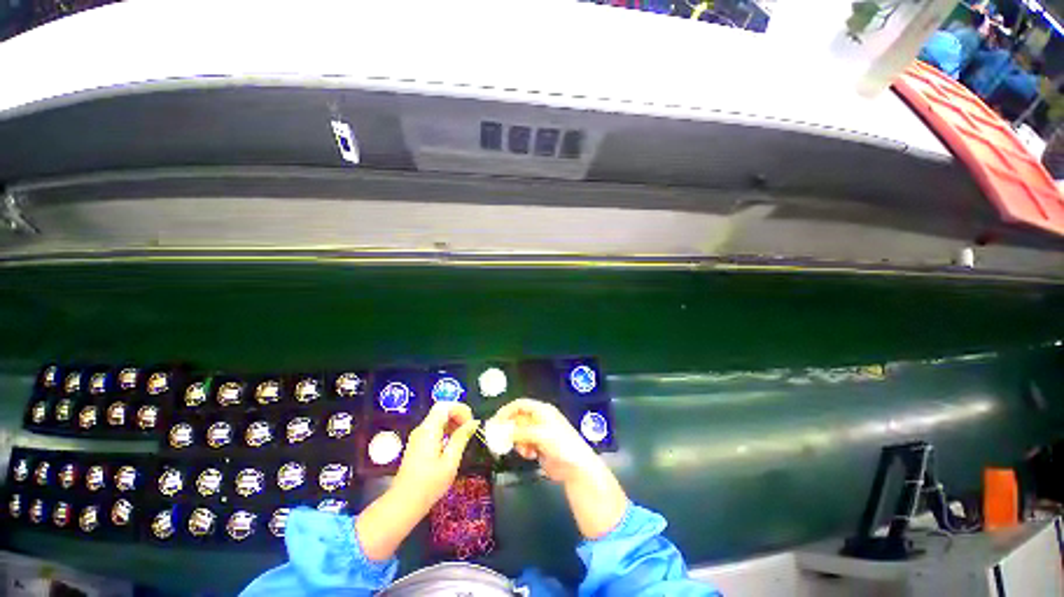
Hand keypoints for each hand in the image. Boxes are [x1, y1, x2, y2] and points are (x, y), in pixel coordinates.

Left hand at [356, 402, 477, 561]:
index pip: (445, 405)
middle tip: (470, 430)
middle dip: (458, 415)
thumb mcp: (450, 461)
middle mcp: (422, 429)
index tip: (471, 422)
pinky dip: (446, 431)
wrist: (404, 504)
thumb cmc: (429, 484)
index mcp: (429, 430)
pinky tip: (453, 445)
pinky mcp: (418, 445)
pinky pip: (434, 429)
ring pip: (438, 420)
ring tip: (464, 437)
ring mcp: (418, 437)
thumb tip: (474, 423)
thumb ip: (461, 438)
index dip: (460, 409)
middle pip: (441, 411)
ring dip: (453, 423)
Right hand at [490, 398, 599, 483]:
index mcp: (542, 410)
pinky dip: (524, 449)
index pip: (520, 404)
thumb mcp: (540, 435)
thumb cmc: (561, 444)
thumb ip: (520, 432)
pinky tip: (531, 455)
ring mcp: (539, 433)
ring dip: (518, 442)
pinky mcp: (539, 446)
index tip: (496, 421)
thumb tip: (503, 431)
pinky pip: (524, 444)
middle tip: (500, 439)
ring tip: (525, 450)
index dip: (507, 410)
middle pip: (518, 419)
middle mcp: (540, 419)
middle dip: (510, 429)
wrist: (575, 467)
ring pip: (519, 433)